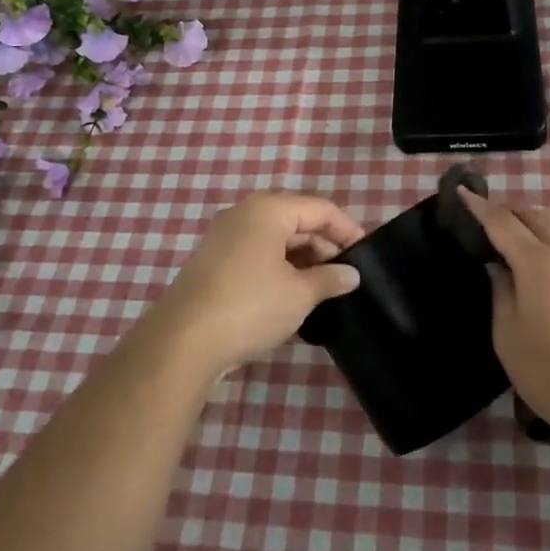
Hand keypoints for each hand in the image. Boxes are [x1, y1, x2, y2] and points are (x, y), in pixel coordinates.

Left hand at [144, 192, 365, 379]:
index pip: (319, 208)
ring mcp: (225, 236)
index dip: (346, 229)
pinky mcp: (215, 261)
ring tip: (324, 286)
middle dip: (324, 244)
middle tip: (346, 274)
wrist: (183, 342)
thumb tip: (351, 274)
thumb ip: (329, 279)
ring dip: (303, 257)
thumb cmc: (250, 307)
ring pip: (276, 237)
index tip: (365, 253)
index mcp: (268, 209)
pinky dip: (280, 266)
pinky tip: (293, 292)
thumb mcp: (299, 295)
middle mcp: (245, 213)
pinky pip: (258, 252)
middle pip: (296, 218)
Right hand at [459, 188, 549, 442]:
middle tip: (491, 220)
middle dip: (511, 211)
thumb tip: (500, 270)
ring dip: (541, 223)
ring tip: (526, 237)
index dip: (480, 207)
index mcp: (536, 262)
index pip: (501, 222)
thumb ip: (502, 295)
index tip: (463, 192)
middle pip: (536, 217)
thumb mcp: (509, 338)